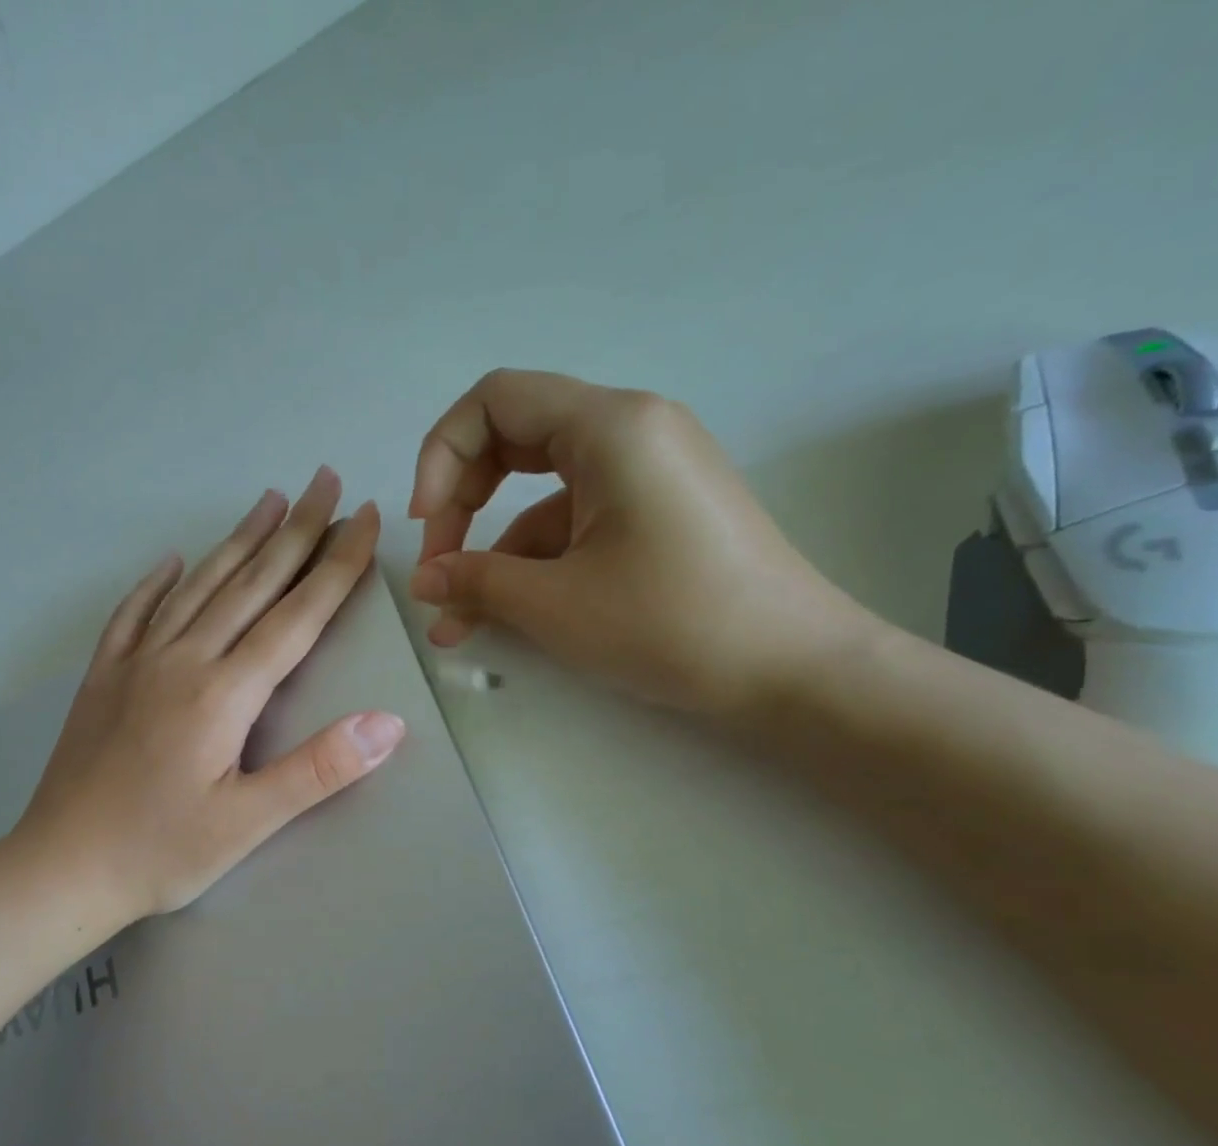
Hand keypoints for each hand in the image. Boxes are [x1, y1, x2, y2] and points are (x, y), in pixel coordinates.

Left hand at [18, 467, 405, 922]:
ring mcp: (136, 664)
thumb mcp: (248, 823)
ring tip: (268, 500)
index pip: (294, 616)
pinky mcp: (103, 678)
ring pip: (197, 586)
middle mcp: (181, 660)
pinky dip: (157, 583)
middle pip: (249, 583)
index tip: (366, 519)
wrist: (59, 869)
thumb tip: (388, 723)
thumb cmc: (160, 852)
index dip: (335, 566)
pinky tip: (172, 561)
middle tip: (326, 480)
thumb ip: (318, 769)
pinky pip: (133, 614)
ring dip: (237, 540)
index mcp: (222, 693)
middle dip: (295, 530)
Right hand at [406, 369, 878, 715]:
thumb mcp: (555, 604)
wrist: (792, 672)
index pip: (494, 401)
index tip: (426, 525)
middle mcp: (630, 432)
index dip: (440, 456)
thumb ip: (476, 582)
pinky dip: (534, 564)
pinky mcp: (655, 516)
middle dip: (461, 503)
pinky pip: (575, 524)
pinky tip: (506, 617)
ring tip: (458, 620)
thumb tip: (424, 581)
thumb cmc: (670, 622)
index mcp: (609, 427)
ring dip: (493, 551)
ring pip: (540, 495)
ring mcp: (646, 475)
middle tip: (437, 568)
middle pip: (513, 440)